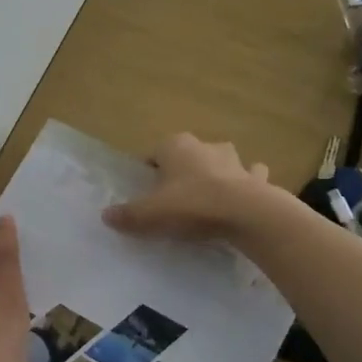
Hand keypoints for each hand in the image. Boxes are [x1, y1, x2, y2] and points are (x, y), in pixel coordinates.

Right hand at [102, 133, 274, 241]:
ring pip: (220, 161)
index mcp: (175, 146)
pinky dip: (247, 183)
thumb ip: (128, 215)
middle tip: (174, 198)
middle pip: (187, 156)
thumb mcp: (150, 214)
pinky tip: (242, 200)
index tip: (146, 193)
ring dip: (215, 173)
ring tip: (208, 199)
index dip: (148, 172)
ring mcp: (234, 160)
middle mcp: (204, 146)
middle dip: (182, 171)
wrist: (246, 214)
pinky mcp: (256, 178)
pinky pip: (250, 177)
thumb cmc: (191, 205)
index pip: (154, 154)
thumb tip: (105, 215)